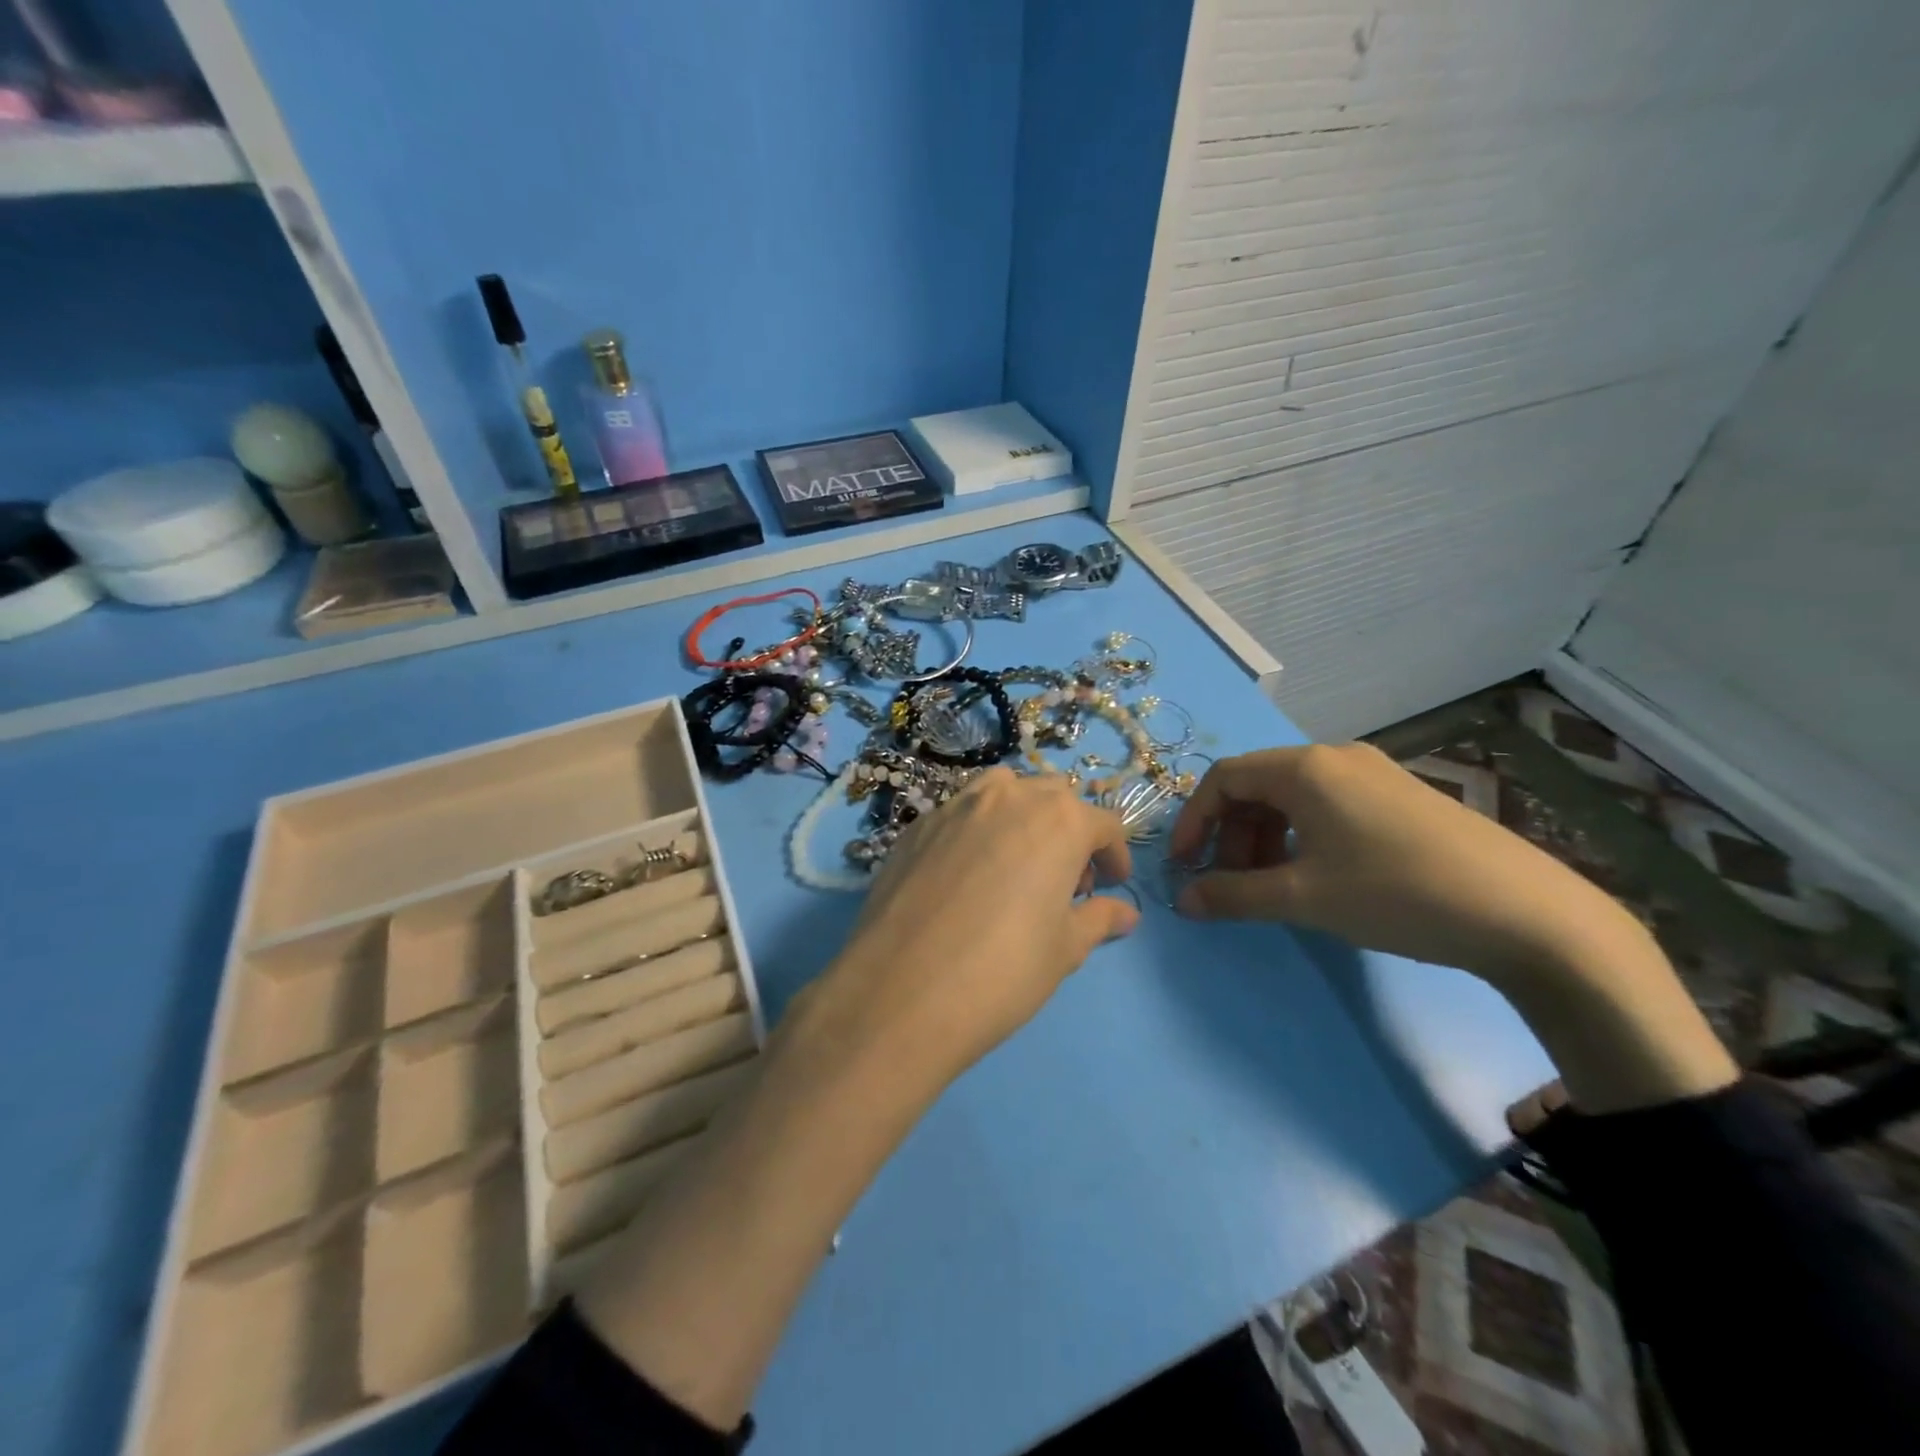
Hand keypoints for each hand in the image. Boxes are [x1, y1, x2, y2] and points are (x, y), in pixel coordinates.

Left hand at [801, 767, 1138, 1096]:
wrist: (900, 991)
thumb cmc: (1003, 970)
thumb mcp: (1064, 949)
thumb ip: (1099, 919)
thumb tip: (1125, 914)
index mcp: (1058, 820)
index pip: (1104, 824)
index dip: (1113, 856)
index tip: (1110, 887)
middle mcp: (1009, 796)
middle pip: (1054, 797)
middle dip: (1069, 832)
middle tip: (1064, 882)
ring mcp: (956, 806)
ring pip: (1003, 791)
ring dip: (1022, 817)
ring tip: (1016, 865)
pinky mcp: (916, 826)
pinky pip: (960, 813)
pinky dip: (977, 830)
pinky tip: (966, 875)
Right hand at [1168, 744, 1736, 1112]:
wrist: (1526, 915)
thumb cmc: (1396, 893)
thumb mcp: (1303, 898)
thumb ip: (1233, 895)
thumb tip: (1182, 901)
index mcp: (1304, 768)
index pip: (1223, 778)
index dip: (1194, 821)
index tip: (1185, 866)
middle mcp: (1335, 758)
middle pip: (1257, 786)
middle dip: (1231, 834)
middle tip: (1232, 883)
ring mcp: (1374, 774)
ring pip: (1293, 798)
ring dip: (1265, 838)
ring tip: (1272, 886)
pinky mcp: (1401, 797)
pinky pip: (1329, 806)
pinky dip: (1302, 837)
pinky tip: (1317, 877)